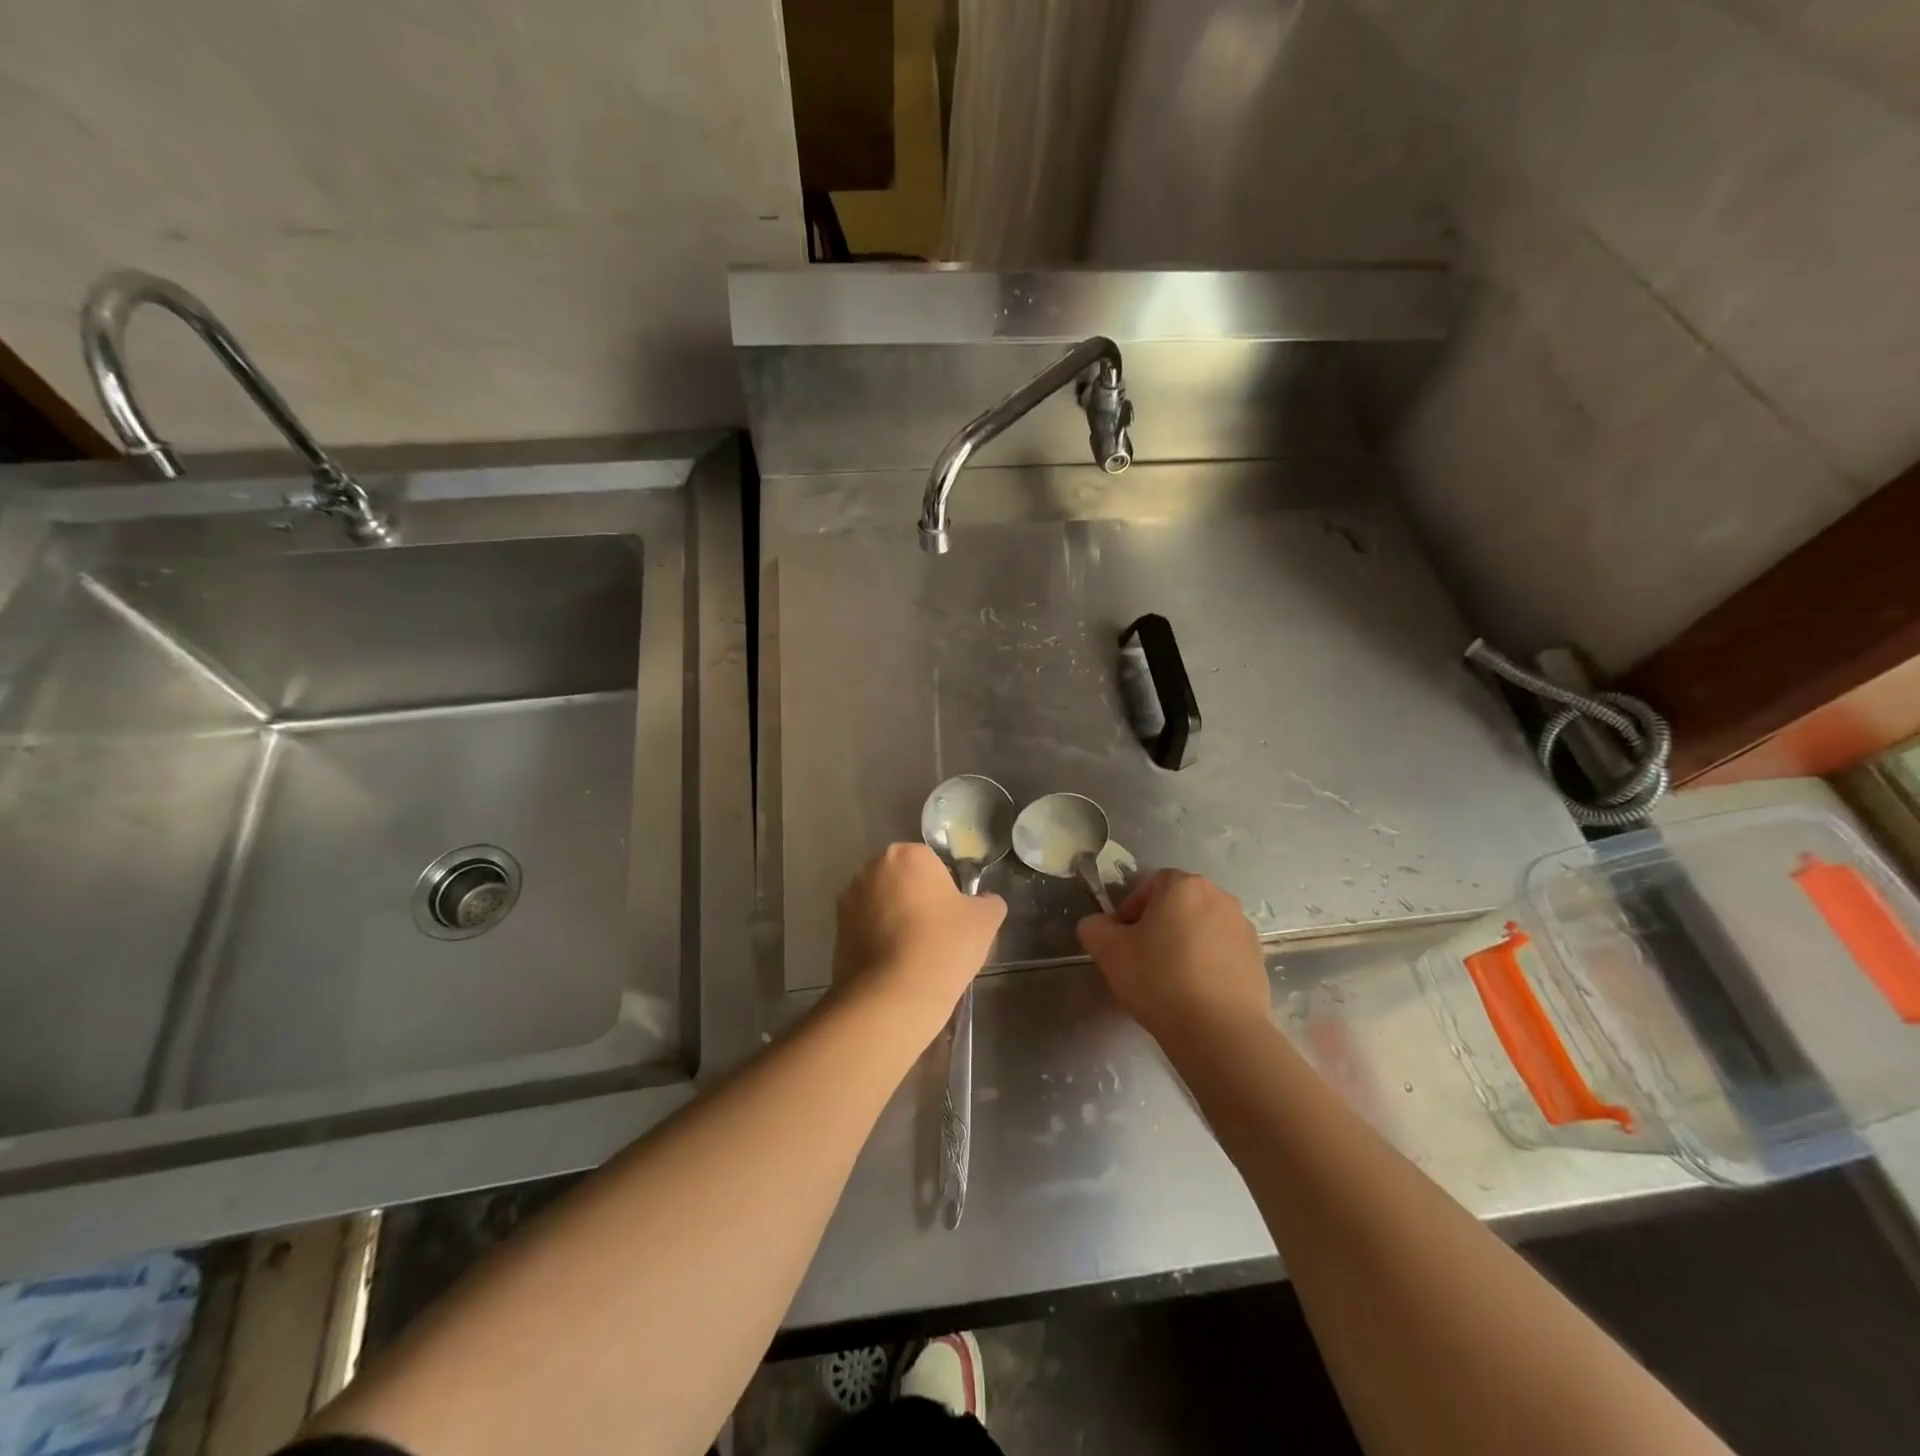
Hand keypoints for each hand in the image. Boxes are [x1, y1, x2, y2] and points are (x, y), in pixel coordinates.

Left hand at [831, 843, 1006, 1048]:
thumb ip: (989, 902)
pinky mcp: (836, 930)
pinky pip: (867, 929)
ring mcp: (849, 899)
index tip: (955, 919)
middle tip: (938, 936)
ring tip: (916, 956)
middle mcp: (871, 868)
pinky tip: (896, 967)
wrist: (892, 996)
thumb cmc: (943, 946)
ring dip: (897, 921)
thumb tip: (985, 901)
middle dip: (919, 901)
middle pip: (905, 881)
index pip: (934, 864)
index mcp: (907, 854)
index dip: (948, 891)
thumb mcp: (986, 920)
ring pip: (884, 905)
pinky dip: (880, 941)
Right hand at [1076, 869, 1269, 1042]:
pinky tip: (1196, 993)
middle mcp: (1219, 896)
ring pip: (1202, 927)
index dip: (1131, 909)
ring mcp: (1243, 928)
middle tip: (1142, 958)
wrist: (1220, 1032)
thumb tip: (1099, 925)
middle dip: (1159, 925)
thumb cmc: (1159, 979)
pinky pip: (1223, 952)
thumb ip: (1094, 927)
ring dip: (1185, 943)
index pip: (1151, 884)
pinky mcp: (1259, 959)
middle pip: (1179, 904)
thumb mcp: (1108, 951)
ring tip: (1171, 980)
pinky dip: (1208, 964)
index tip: (1123, 940)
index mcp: (1183, 886)